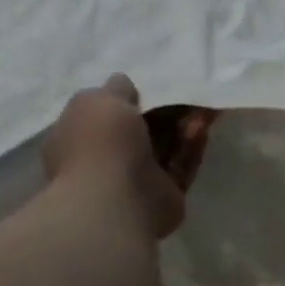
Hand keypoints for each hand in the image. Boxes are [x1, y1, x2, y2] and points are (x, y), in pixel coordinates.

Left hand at [41, 74, 214, 238]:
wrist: (116, 201)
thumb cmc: (100, 145)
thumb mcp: (100, 101)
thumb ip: (115, 89)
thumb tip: (124, 84)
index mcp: (80, 137)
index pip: (107, 113)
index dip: (132, 97)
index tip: (156, 84)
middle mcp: (106, 159)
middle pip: (142, 130)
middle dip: (166, 111)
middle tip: (189, 93)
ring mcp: (136, 179)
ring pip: (166, 146)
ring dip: (184, 126)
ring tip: (204, 106)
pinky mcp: (166, 194)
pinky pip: (182, 164)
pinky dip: (192, 145)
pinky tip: (204, 126)